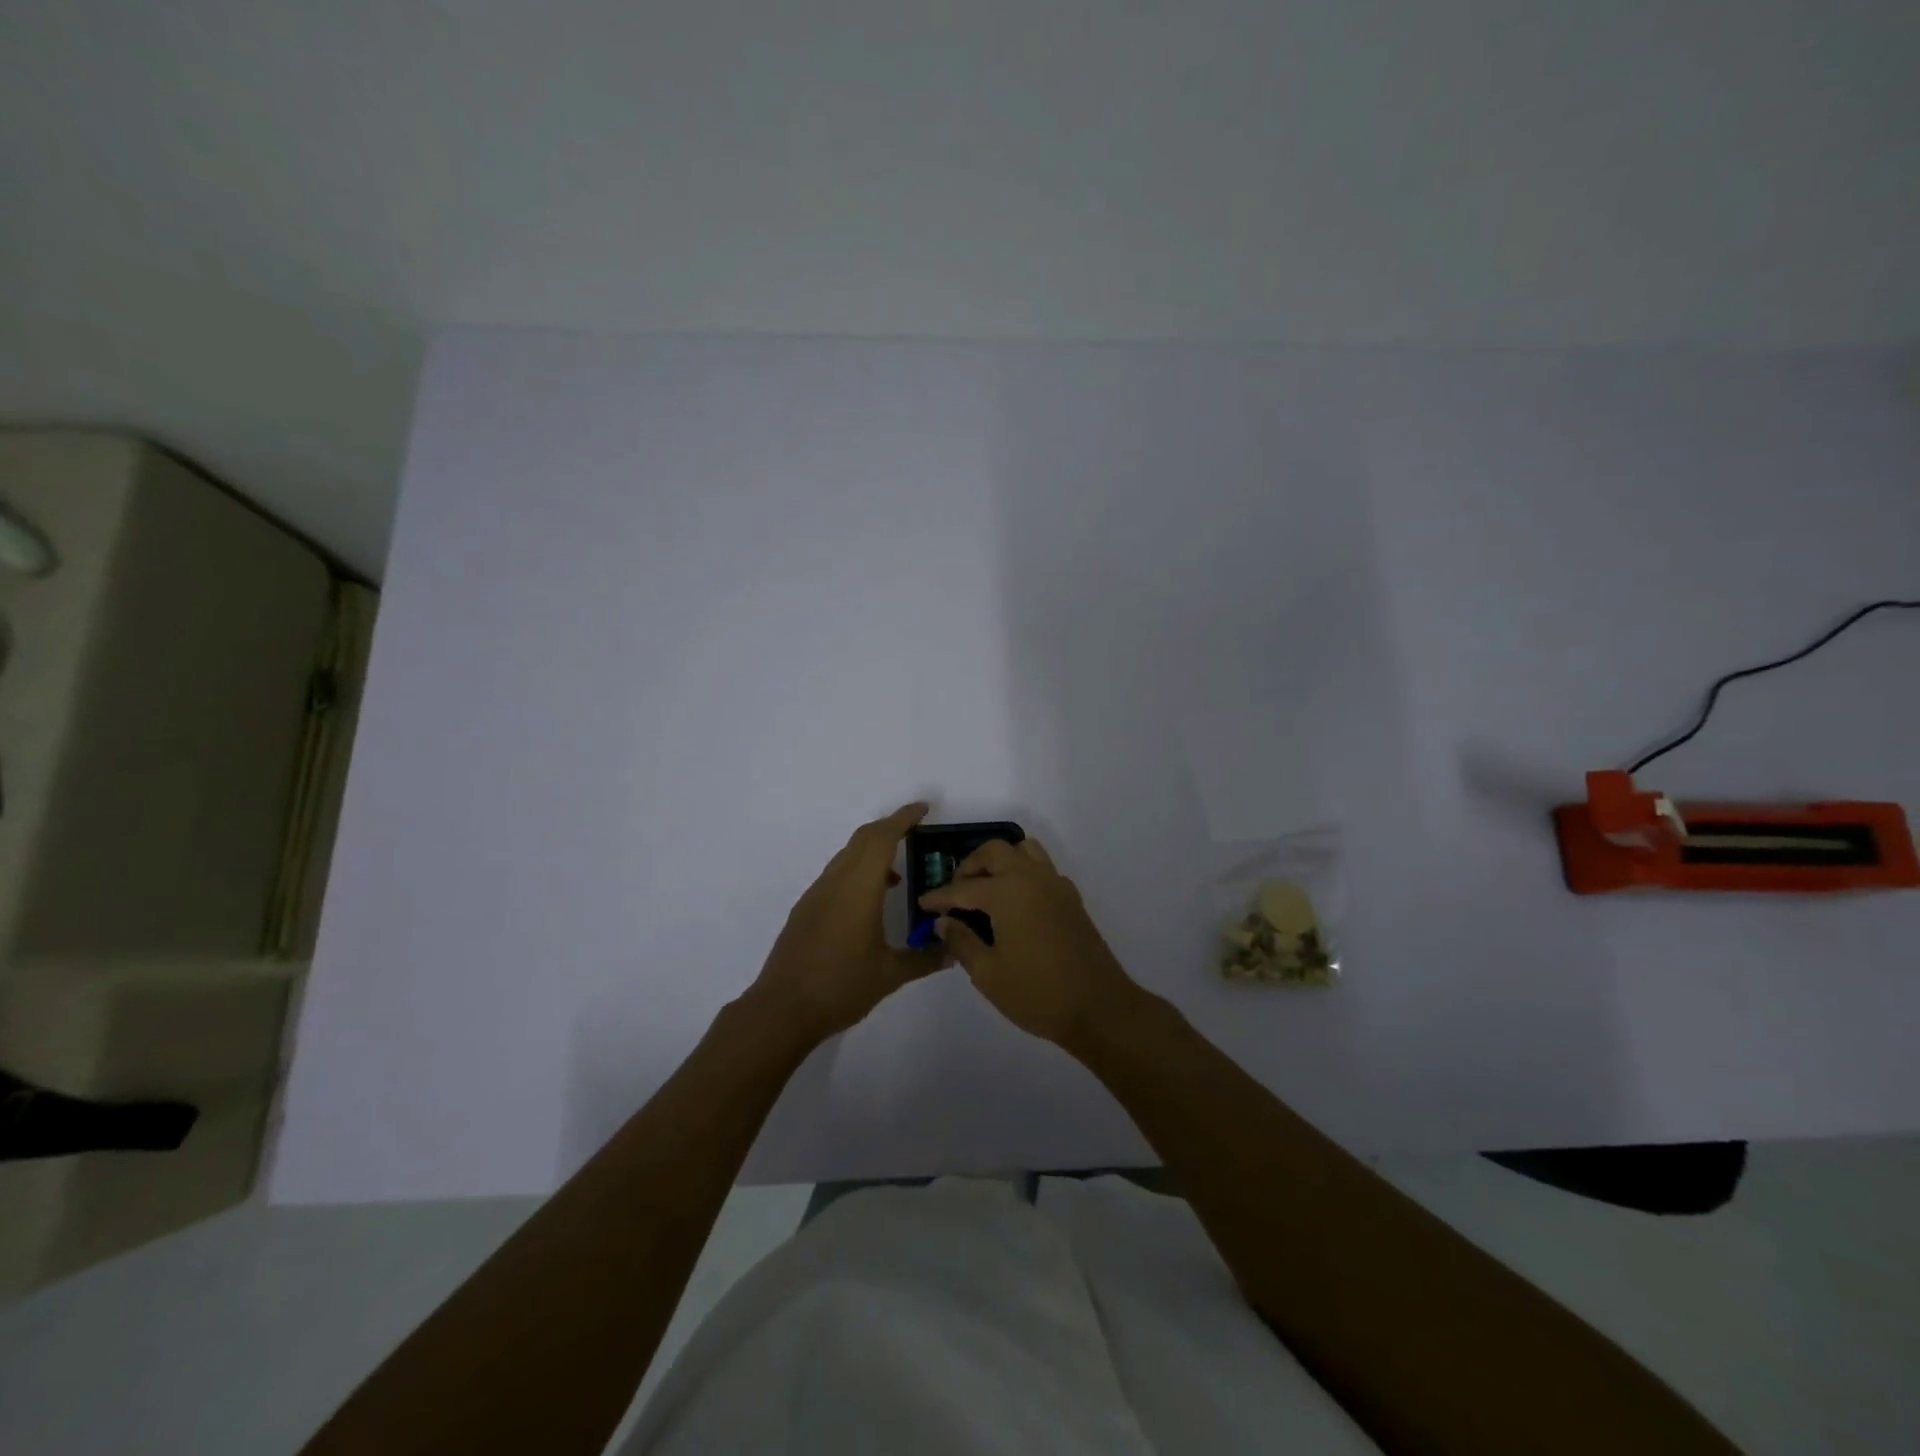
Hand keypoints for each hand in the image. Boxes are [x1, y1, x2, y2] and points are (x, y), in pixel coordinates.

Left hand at [749, 803, 944, 1044]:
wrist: (781, 1010)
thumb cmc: (840, 987)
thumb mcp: (890, 975)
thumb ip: (925, 959)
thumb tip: (953, 951)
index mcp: (859, 888)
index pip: (882, 838)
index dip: (903, 819)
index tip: (923, 809)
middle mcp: (836, 882)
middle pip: (863, 839)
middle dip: (889, 828)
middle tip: (916, 832)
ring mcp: (817, 894)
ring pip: (847, 856)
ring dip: (872, 852)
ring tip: (898, 874)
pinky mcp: (806, 909)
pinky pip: (837, 874)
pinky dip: (858, 871)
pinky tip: (870, 901)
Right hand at [918, 837, 1139, 1047]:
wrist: (1098, 1007)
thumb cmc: (1037, 993)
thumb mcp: (988, 973)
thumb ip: (961, 942)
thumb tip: (943, 922)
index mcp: (1007, 892)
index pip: (963, 888)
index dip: (939, 897)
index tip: (923, 904)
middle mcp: (1031, 878)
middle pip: (995, 852)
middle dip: (970, 867)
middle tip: (957, 894)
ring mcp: (1055, 884)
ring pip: (1023, 851)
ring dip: (1000, 861)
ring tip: (986, 889)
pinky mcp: (1071, 897)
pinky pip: (1042, 868)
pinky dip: (1023, 873)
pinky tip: (1016, 903)